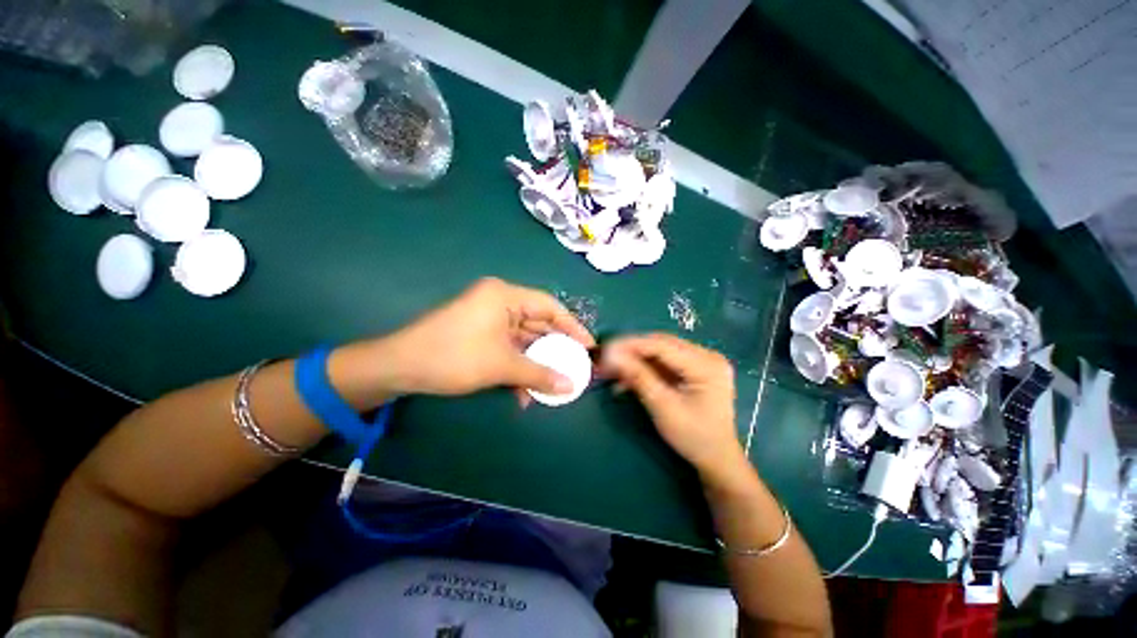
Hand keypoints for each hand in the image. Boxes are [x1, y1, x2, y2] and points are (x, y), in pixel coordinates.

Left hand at [379, 278, 594, 403]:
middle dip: (554, 348)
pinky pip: (508, 348)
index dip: (572, 326)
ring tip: (552, 383)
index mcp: (505, 296)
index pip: (549, 306)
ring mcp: (489, 319)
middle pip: (537, 323)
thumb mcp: (501, 366)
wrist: (399, 368)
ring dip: (535, 363)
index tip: (587, 346)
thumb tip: (571, 386)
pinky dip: (517, 367)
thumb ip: (539, 374)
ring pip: (523, 340)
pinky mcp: (480, 334)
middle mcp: (499, 302)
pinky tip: (523, 391)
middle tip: (574, 366)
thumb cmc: (454, 356)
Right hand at [600, 334, 745, 479]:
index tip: (606, 349)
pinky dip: (645, 368)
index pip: (662, 345)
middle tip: (606, 358)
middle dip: (631, 351)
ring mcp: (702, 361)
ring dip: (636, 359)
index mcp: (706, 365)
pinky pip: (665, 361)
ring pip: (660, 351)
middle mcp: (707, 356)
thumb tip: (612, 355)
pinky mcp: (694, 369)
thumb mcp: (663, 407)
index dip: (631, 345)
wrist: (717, 458)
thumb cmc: (693, 437)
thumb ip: (638, 377)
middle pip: (661, 344)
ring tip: (612, 369)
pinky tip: (628, 377)